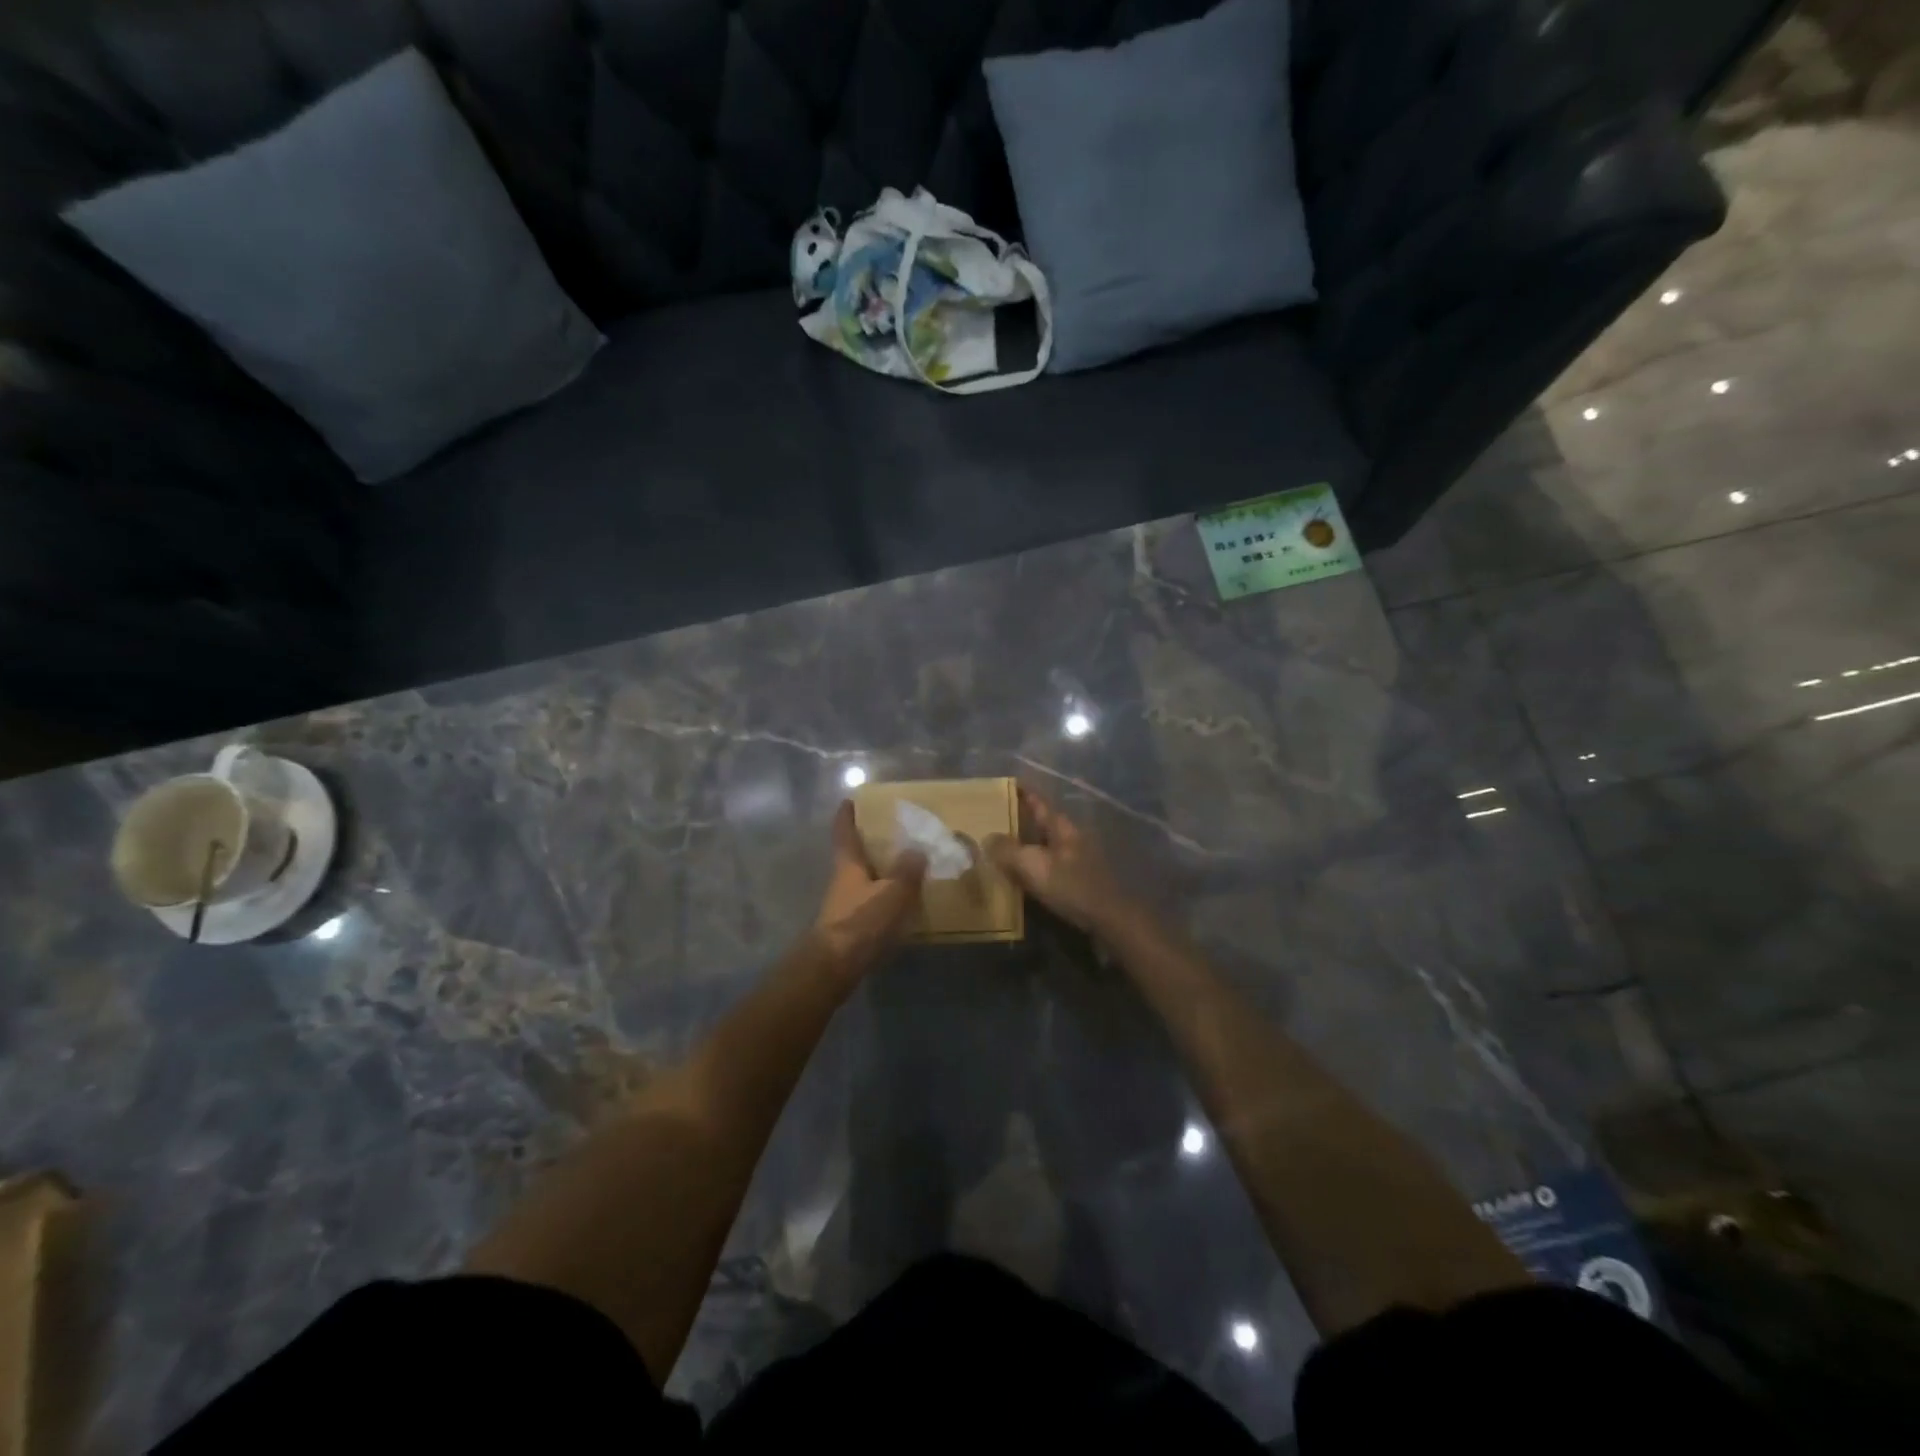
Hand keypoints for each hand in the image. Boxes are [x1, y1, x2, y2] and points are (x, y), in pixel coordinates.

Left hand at [809, 800, 926, 977]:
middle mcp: (843, 881)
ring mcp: (844, 905)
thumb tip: (917, 849)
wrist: (835, 967)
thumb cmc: (862, 922)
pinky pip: (869, 903)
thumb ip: (906, 871)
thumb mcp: (892, 893)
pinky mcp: (850, 927)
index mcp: (848, 865)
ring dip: (879, 872)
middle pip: (853, 856)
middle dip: (868, 844)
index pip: (844, 833)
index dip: (846, 816)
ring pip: (863, 880)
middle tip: (890, 833)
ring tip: (904, 867)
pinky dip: (883, 897)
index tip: (850, 801)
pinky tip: (901, 903)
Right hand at [985, 785, 1132, 934]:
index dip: (1024, 792)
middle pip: (1042, 823)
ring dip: (1026, 844)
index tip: (1008, 783)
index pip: (1039, 802)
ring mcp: (1077, 859)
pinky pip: (1049, 864)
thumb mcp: (1034, 866)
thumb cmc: (1071, 886)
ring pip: (1045, 844)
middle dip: (1021, 819)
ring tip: (1002, 848)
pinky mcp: (1078, 879)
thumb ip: (1008, 851)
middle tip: (995, 819)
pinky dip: (1034, 864)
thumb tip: (988, 838)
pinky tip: (1022, 875)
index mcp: (1061, 827)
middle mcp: (1070, 838)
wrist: (1109, 919)